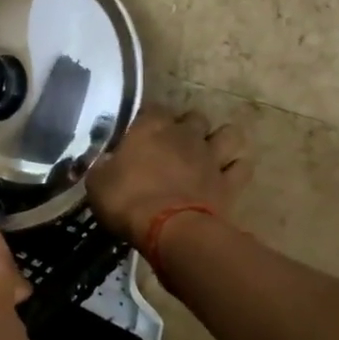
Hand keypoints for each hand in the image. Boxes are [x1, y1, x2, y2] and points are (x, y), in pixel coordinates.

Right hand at [85, 105, 247, 248]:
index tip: (138, 134)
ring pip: (228, 134)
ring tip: (207, 154)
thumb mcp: (97, 183)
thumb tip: (103, 161)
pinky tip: (224, 177)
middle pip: (194, 117)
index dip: (146, 120)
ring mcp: (211, 156)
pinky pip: (241, 167)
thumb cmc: (127, 201)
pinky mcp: (230, 182)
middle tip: (173, 146)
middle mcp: (185, 134)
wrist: (170, 231)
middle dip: (186, 128)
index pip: (151, 108)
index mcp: (150, 128)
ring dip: (219, 141)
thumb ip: (102, 165)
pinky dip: (235, 169)